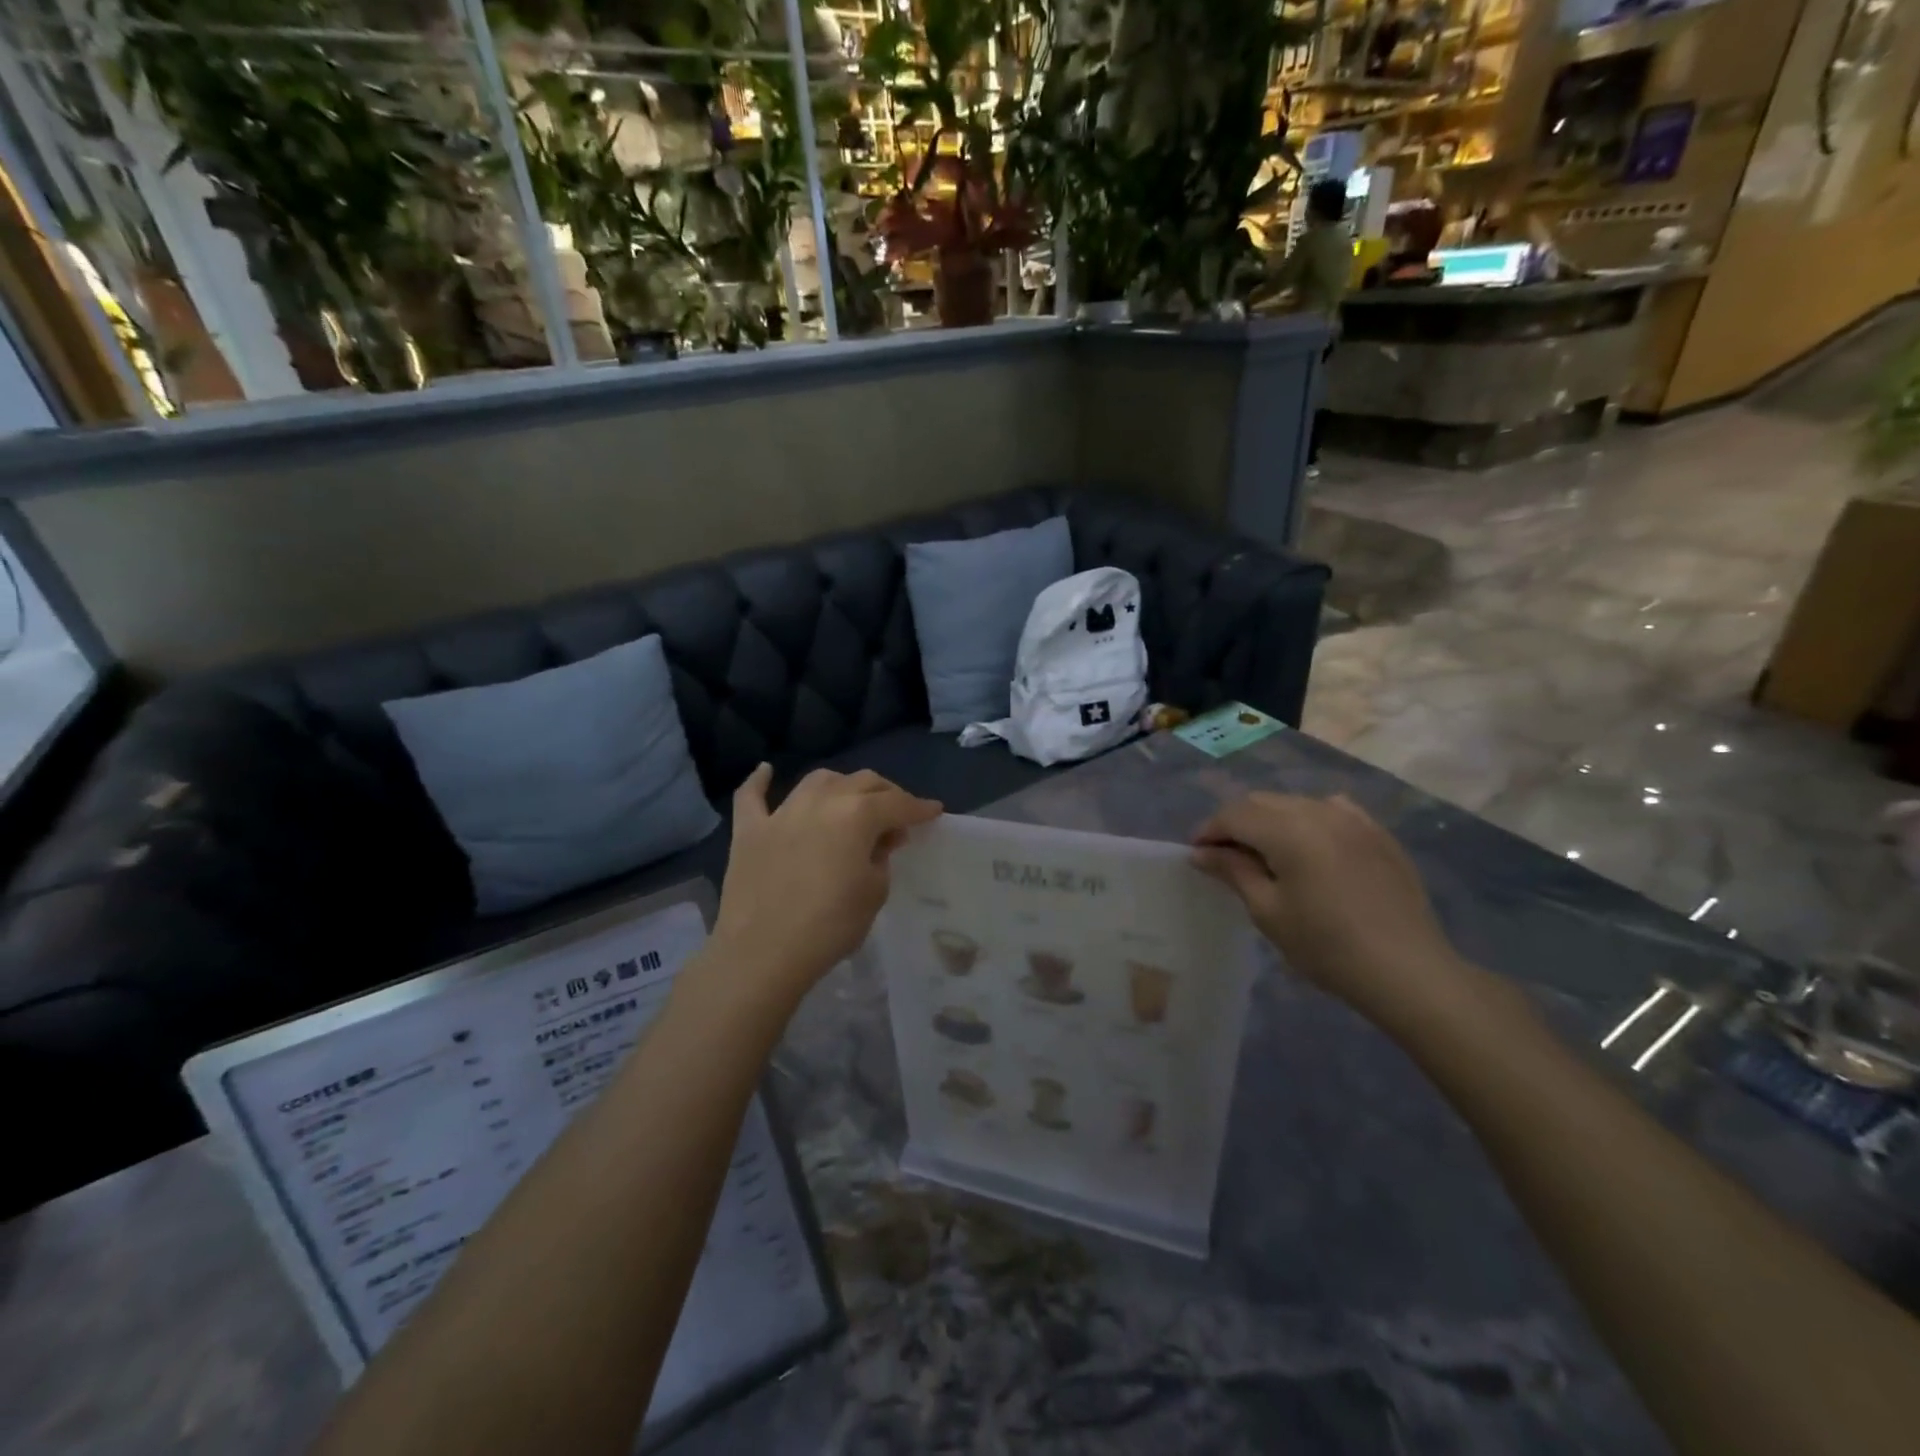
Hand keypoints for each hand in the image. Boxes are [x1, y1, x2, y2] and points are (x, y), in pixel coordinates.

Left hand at [707, 764, 941, 1006]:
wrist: (761, 953)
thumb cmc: (829, 927)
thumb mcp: (873, 894)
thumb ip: (881, 859)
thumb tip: (878, 842)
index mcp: (857, 815)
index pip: (898, 804)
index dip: (920, 807)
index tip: (934, 811)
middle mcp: (821, 802)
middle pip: (861, 782)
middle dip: (886, 793)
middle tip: (897, 813)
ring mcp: (781, 813)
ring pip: (817, 781)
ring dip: (841, 785)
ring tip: (850, 800)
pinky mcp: (749, 830)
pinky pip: (751, 796)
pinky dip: (759, 781)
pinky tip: (766, 771)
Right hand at [1193, 792, 1465, 1022]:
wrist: (1408, 971)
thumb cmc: (1326, 946)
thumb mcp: (1268, 911)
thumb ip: (1233, 872)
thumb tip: (1201, 853)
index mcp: (1288, 830)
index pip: (1234, 815)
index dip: (1209, 830)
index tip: (1195, 854)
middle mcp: (1319, 811)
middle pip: (1262, 802)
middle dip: (1236, 822)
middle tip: (1223, 855)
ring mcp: (1353, 819)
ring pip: (1295, 803)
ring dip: (1270, 819)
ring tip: (1263, 851)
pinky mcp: (1378, 833)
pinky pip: (1332, 810)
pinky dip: (1308, 818)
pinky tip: (1309, 843)